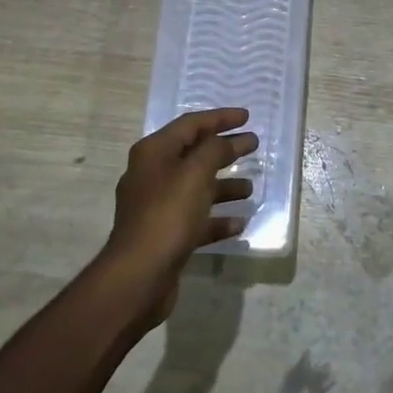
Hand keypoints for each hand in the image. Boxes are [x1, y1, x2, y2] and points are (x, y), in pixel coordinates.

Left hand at [98, 108, 257, 326]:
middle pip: (194, 155)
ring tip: (250, 189)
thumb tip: (226, 141)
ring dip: (224, 186)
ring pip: (196, 188)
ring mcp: (157, 207)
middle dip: (225, 150)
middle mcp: (152, 175)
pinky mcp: (165, 235)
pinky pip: (196, 219)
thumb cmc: (168, 216)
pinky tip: (239, 224)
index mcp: (154, 153)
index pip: (190, 125)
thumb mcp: (195, 174)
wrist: (139, 275)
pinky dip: (217, 219)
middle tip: (253, 146)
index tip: (247, 117)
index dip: (220, 118)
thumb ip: (214, 150)